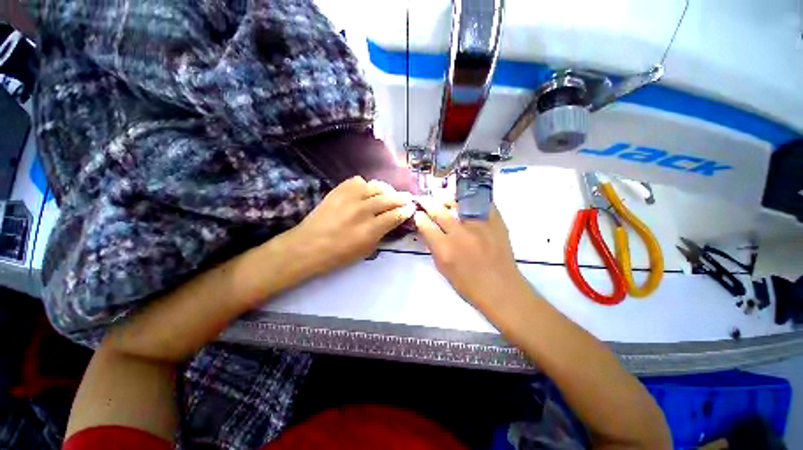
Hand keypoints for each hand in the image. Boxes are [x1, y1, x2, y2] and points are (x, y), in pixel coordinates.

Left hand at [287, 176, 415, 277]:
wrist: (308, 246)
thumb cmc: (338, 255)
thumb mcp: (366, 250)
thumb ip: (382, 234)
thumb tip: (392, 221)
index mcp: (371, 229)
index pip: (396, 215)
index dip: (406, 211)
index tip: (411, 208)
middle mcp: (363, 210)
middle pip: (389, 198)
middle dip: (401, 198)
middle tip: (406, 199)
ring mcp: (350, 197)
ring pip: (376, 186)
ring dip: (385, 190)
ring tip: (387, 194)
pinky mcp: (338, 190)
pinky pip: (358, 181)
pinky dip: (365, 186)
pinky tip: (365, 192)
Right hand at [413, 199, 525, 305]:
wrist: (501, 288)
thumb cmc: (468, 284)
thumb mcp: (443, 268)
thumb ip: (433, 246)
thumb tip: (426, 229)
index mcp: (445, 249)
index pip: (426, 226)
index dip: (419, 217)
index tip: (417, 212)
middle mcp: (460, 234)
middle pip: (439, 211)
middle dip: (428, 202)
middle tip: (424, 199)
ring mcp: (479, 225)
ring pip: (458, 202)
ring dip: (447, 199)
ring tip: (443, 198)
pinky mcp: (495, 221)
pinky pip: (480, 202)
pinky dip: (470, 200)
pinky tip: (465, 200)